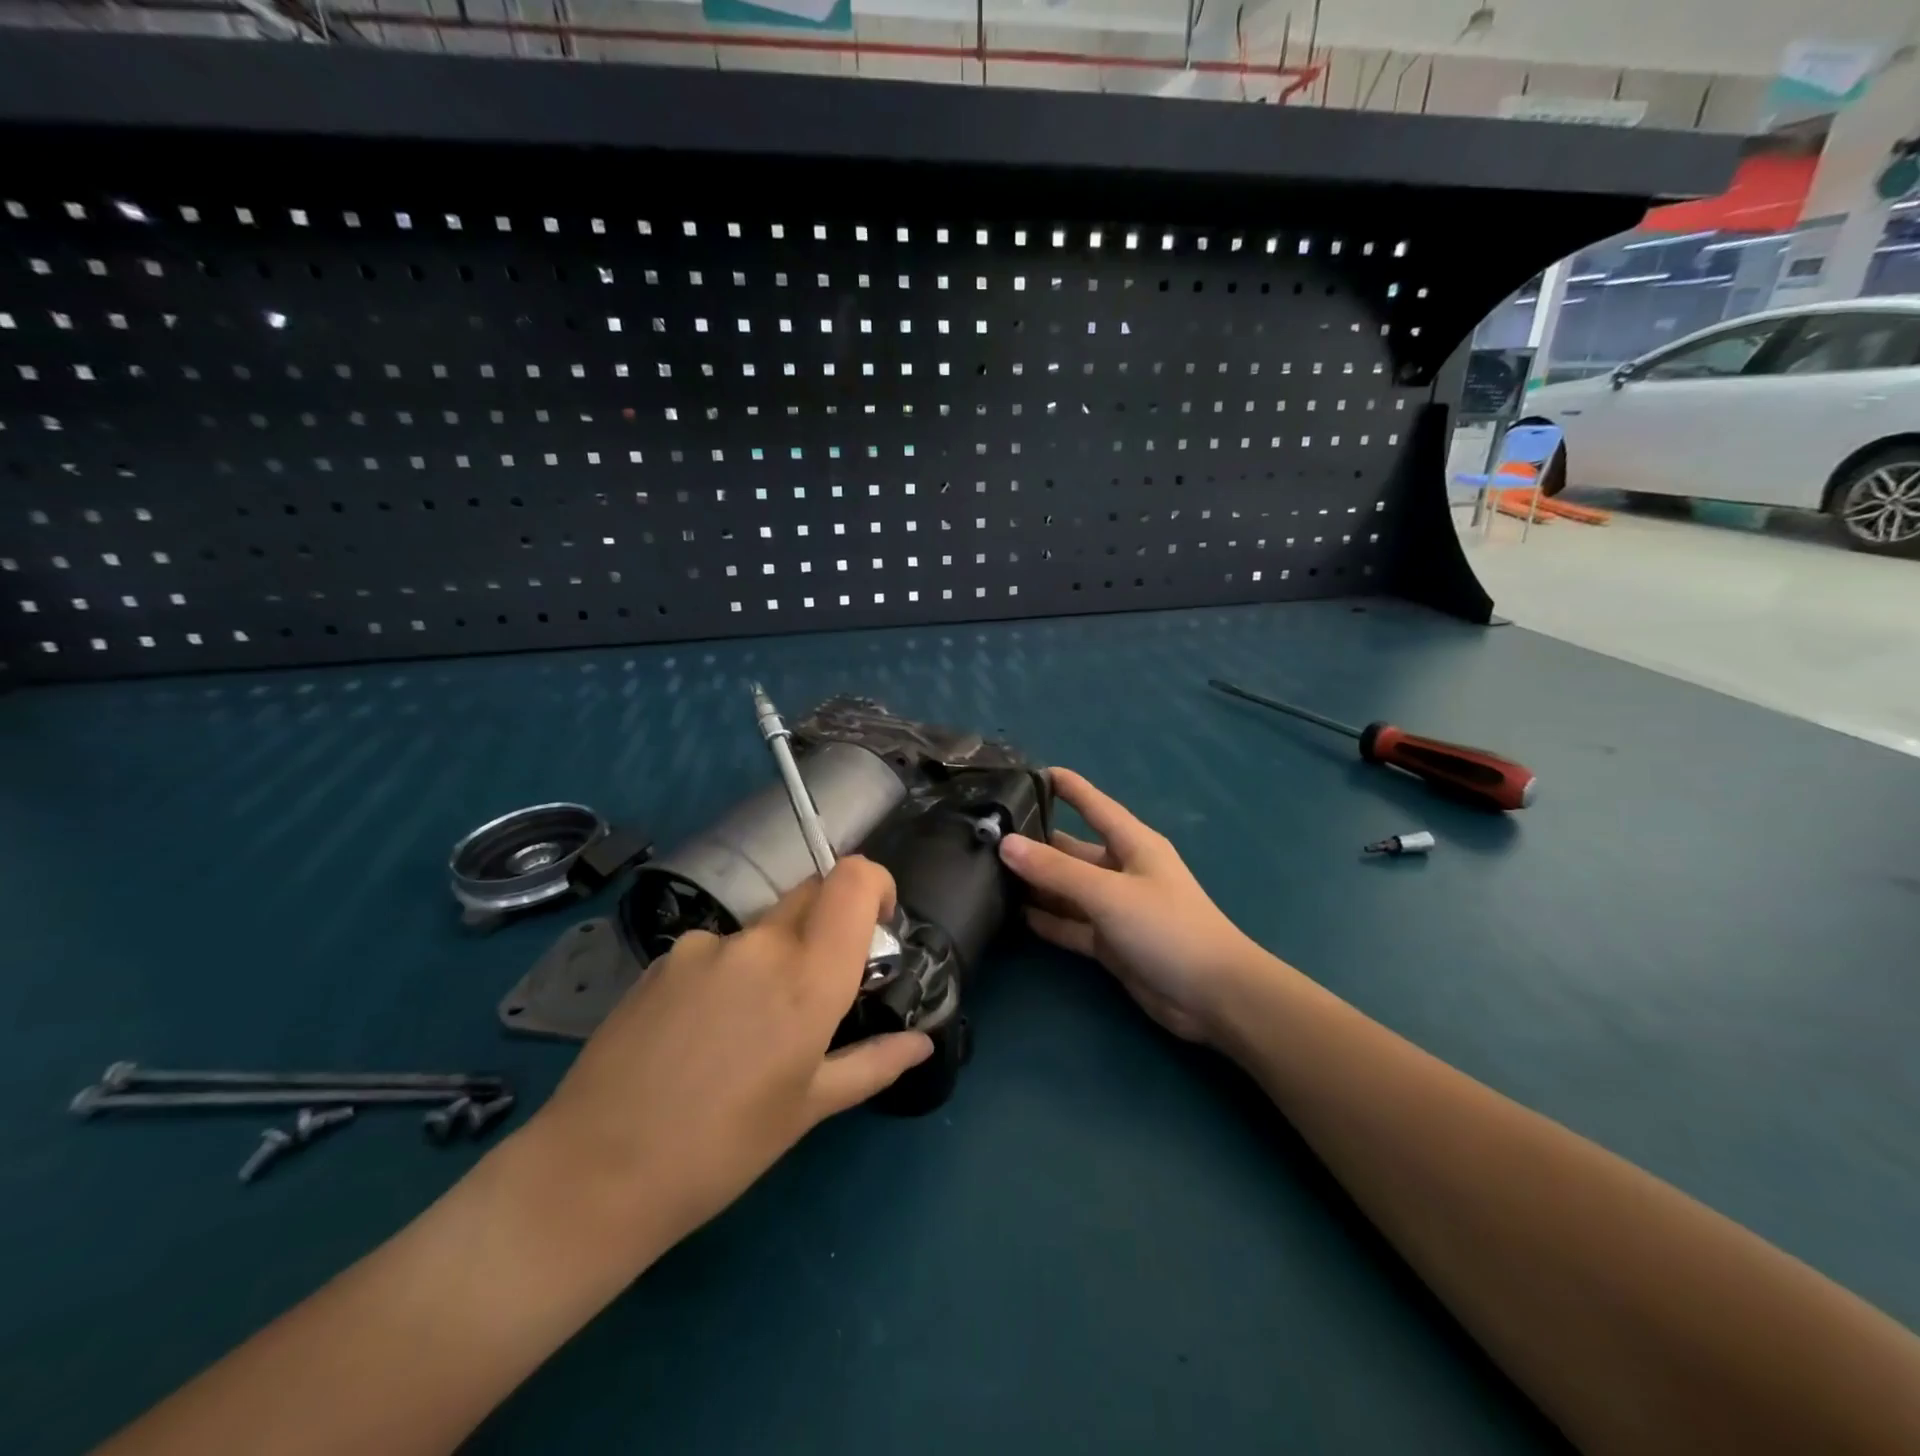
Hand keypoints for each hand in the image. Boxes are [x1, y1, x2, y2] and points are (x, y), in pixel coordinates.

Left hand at [526, 857, 931, 1262]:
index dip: (875, 884)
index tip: (878, 924)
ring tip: (746, 1031)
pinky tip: (700, 1034)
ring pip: (762, 928)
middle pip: (812, 893)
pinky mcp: (662, 958)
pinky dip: (728, 974)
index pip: (853, 879)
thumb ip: (873, 1063)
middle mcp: (760, 943)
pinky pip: (717, 949)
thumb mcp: (808, 1109)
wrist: (594, 1175)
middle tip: (818, 990)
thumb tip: (922, 1043)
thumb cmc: (722, 1149)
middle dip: (829, 925)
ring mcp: (704, 945)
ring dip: (774, 958)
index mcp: (808, 975)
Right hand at [999, 768, 1261, 1044]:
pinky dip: (1046, 920)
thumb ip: (1056, 870)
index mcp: (1132, 843)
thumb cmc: (1167, 927)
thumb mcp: (1108, 893)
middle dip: (1035, 841)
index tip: (1025, 773)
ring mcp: (1114, 907)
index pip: (1092, 804)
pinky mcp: (1109, 942)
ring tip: (987, 872)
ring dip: (1035, 883)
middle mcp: (1121, 869)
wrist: (1212, 996)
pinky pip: (1070, 924)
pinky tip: (1012, 914)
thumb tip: (1006, 844)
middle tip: (987, 834)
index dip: (1064, 786)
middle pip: (1071, 848)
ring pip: (1066, 889)